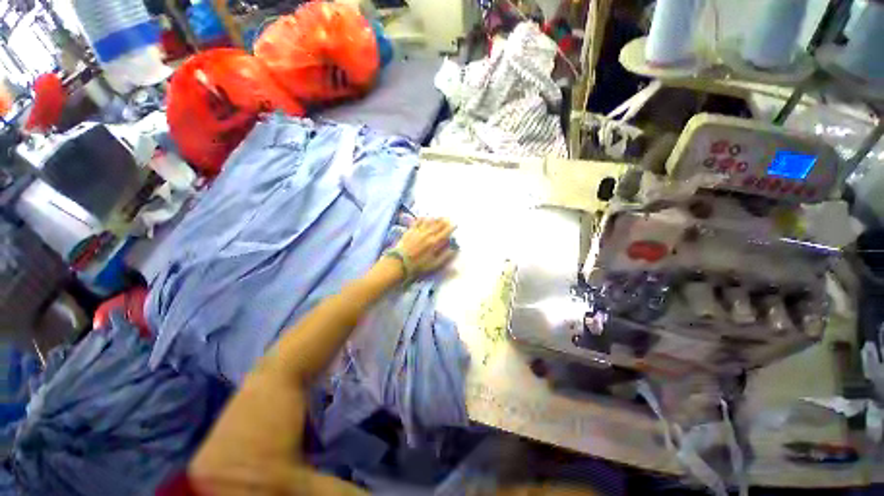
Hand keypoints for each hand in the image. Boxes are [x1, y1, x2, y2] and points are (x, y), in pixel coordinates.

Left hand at [395, 218, 456, 276]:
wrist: (399, 263)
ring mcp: (418, 231)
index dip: (451, 228)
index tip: (455, 224)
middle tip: (449, 218)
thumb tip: (454, 249)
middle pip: (437, 225)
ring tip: (439, 216)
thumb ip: (445, 256)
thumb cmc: (418, 266)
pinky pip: (417, 222)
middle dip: (444, 221)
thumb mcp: (434, 264)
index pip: (445, 232)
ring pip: (428, 222)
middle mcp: (427, 235)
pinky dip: (422, 218)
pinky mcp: (410, 231)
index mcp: (434, 243)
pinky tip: (425, 217)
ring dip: (435, 218)